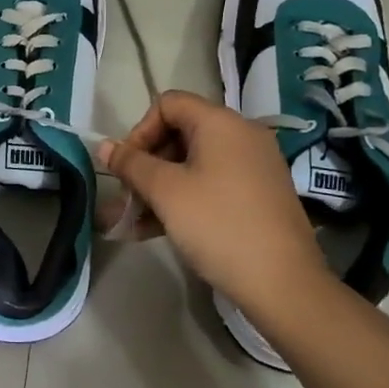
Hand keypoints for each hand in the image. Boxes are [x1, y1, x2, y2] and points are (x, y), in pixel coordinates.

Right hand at [98, 91, 334, 317]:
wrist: (283, 283)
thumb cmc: (218, 225)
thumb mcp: (166, 192)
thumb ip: (131, 164)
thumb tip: (104, 146)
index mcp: (221, 123)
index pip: (168, 104)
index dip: (139, 131)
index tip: (127, 167)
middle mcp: (241, 135)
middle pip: (180, 133)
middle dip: (146, 164)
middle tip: (128, 198)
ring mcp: (254, 166)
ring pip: (193, 164)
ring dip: (159, 187)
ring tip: (131, 222)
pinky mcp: (259, 195)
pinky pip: (212, 184)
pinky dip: (184, 199)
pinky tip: (155, 230)